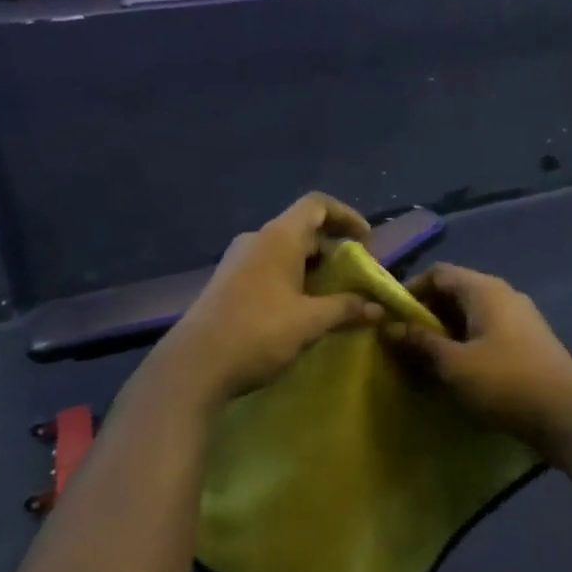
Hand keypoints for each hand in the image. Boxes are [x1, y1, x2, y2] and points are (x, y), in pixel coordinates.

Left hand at [159, 193, 382, 403]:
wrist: (194, 366)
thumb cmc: (258, 332)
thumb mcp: (310, 322)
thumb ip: (346, 308)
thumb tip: (378, 307)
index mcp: (279, 237)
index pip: (317, 205)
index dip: (347, 216)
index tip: (367, 242)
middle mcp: (257, 240)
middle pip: (304, 229)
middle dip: (335, 250)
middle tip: (356, 277)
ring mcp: (239, 262)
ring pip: (286, 253)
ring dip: (314, 269)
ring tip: (335, 297)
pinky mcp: (228, 284)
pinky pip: (270, 270)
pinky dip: (294, 281)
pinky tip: (303, 311)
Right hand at [384, 263, 571, 448]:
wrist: (569, 415)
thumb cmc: (506, 382)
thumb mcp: (454, 364)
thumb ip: (420, 342)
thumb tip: (388, 326)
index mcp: (485, 290)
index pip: (438, 272)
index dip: (410, 289)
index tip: (388, 315)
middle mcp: (503, 295)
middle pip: (454, 292)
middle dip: (425, 314)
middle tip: (401, 341)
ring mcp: (519, 318)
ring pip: (471, 315)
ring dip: (445, 332)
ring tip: (422, 359)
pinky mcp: (527, 342)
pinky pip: (487, 332)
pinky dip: (465, 344)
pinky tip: (455, 370)